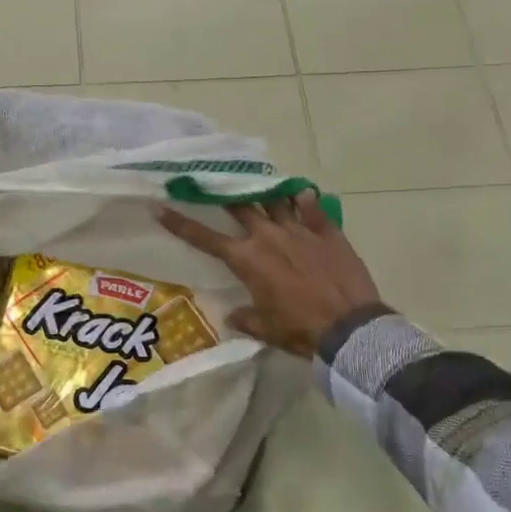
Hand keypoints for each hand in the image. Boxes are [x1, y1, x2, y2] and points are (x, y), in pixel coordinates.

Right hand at [156, 193, 384, 358]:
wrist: (349, 328)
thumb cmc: (300, 330)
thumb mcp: (266, 329)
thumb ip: (246, 318)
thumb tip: (232, 316)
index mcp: (247, 260)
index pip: (205, 238)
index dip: (180, 223)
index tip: (161, 206)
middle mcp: (268, 237)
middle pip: (240, 207)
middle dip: (224, 194)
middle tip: (214, 181)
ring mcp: (299, 229)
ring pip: (275, 200)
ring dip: (264, 192)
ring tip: (257, 183)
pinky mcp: (327, 231)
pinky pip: (314, 208)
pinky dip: (306, 200)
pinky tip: (303, 193)